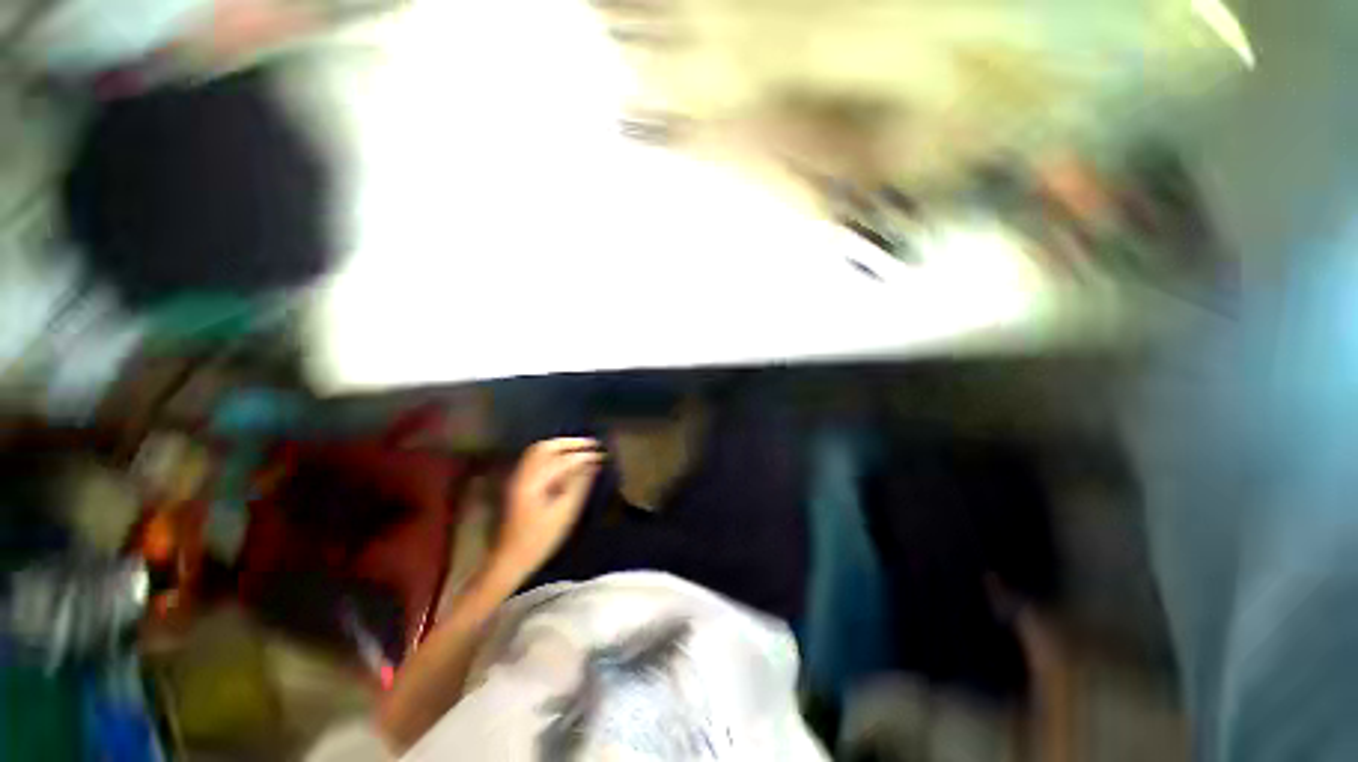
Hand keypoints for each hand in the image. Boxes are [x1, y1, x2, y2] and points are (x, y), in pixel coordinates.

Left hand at [492, 438, 603, 579]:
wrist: (509, 558)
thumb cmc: (540, 539)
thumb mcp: (565, 513)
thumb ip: (579, 485)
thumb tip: (593, 464)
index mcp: (536, 482)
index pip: (564, 460)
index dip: (585, 455)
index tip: (602, 455)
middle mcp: (524, 474)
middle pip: (547, 446)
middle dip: (570, 443)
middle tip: (592, 444)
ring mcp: (517, 477)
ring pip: (538, 450)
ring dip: (560, 445)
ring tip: (580, 448)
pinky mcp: (516, 483)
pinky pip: (534, 458)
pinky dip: (551, 452)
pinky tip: (562, 458)